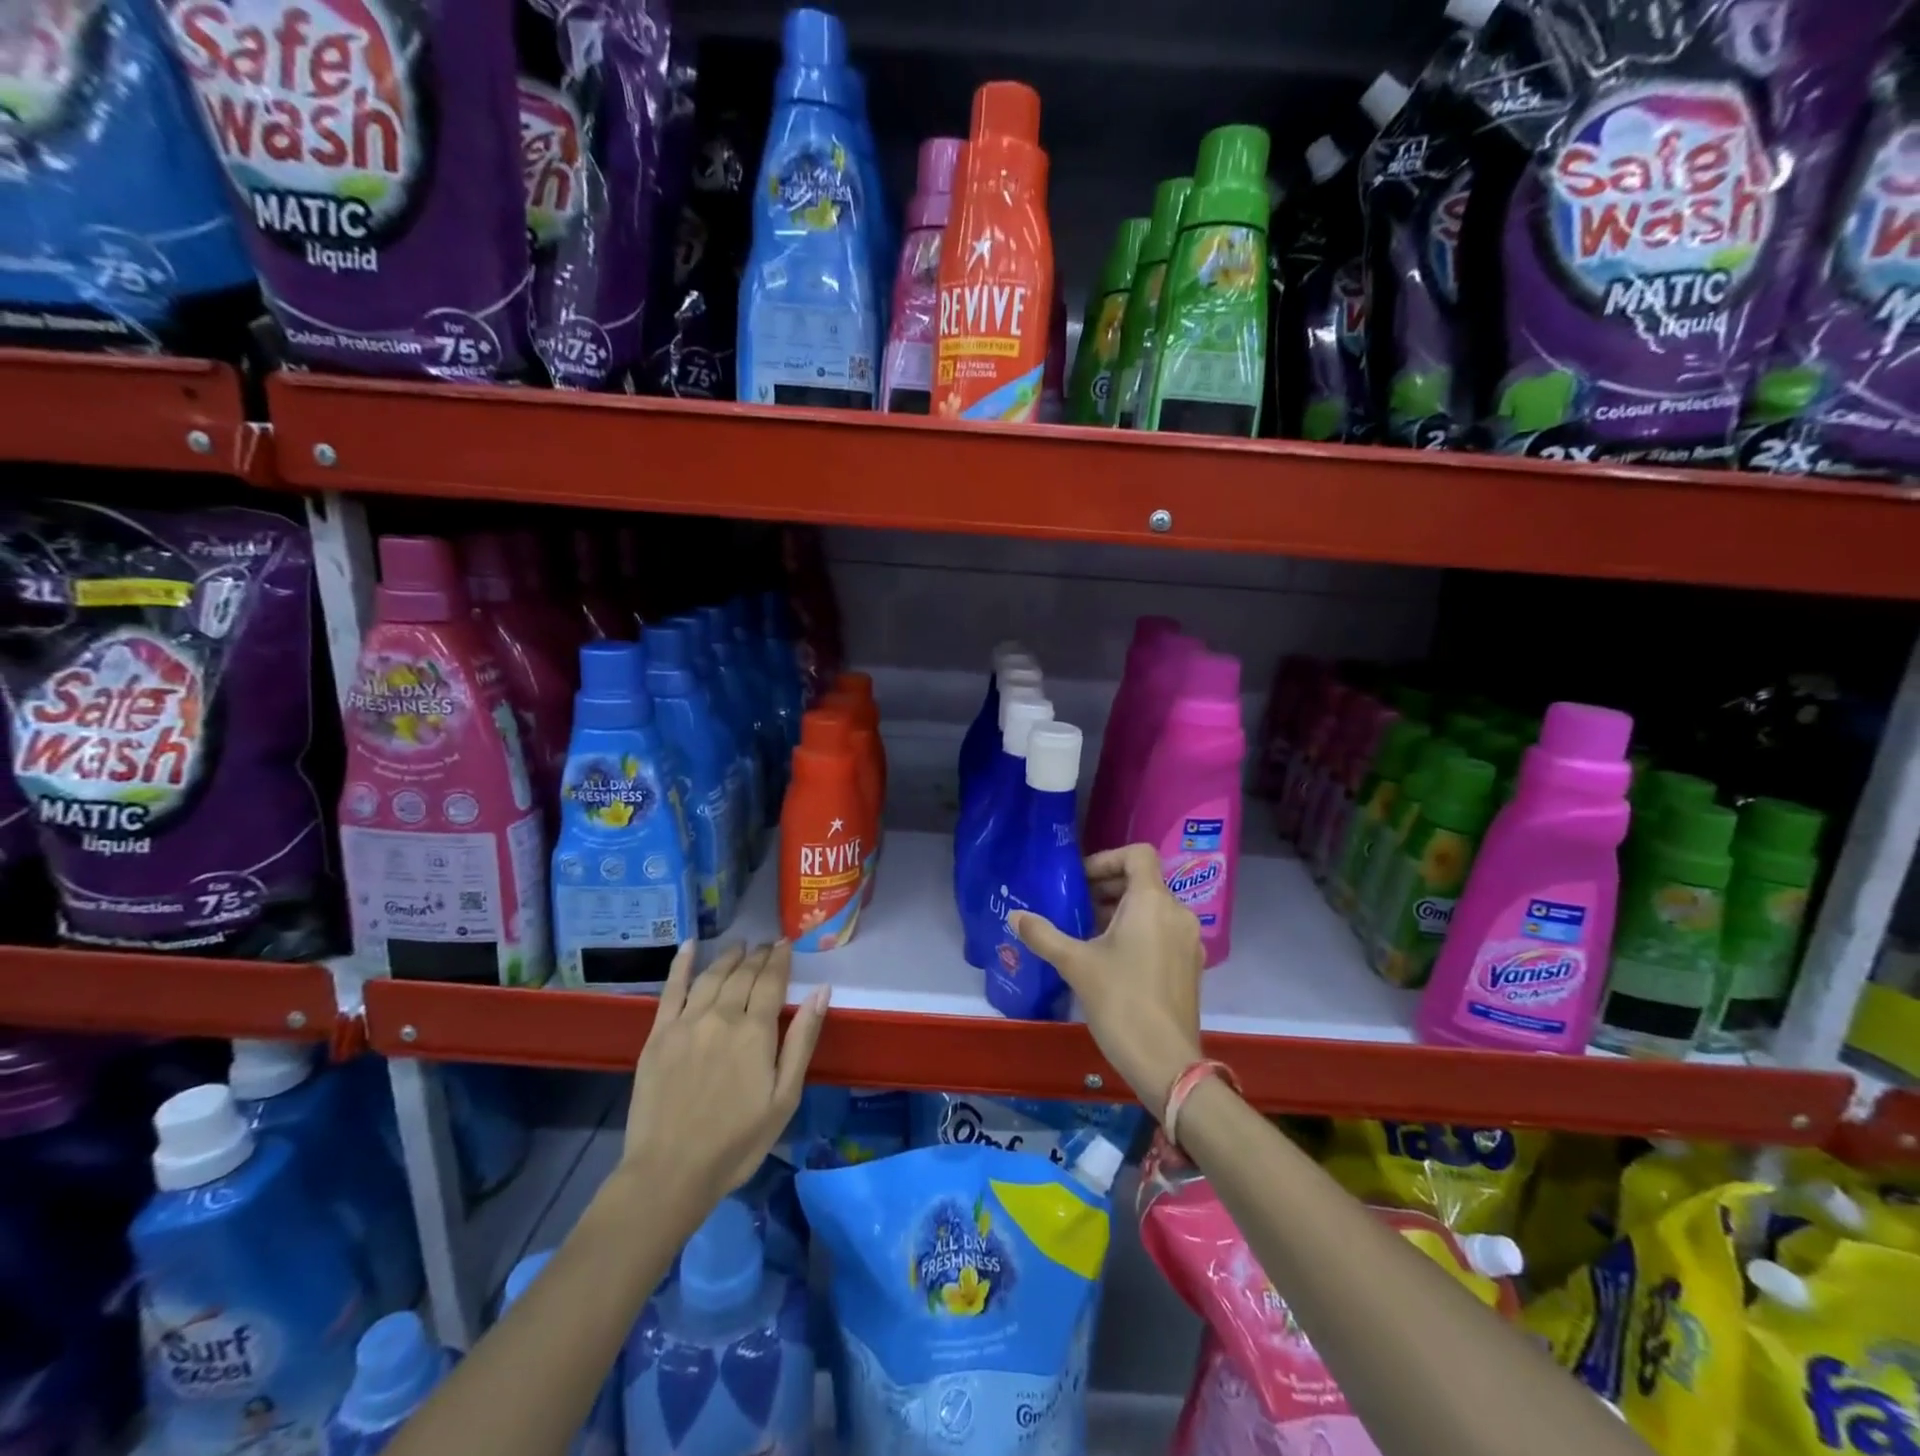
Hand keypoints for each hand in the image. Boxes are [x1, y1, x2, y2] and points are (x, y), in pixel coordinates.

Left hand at [621, 940, 828, 1218]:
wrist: (670, 1172)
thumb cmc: (737, 1141)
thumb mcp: (785, 1097)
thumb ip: (802, 1040)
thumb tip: (822, 991)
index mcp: (755, 1031)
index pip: (772, 981)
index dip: (780, 959)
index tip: (786, 944)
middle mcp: (722, 1016)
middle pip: (743, 974)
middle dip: (758, 955)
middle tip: (767, 944)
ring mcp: (687, 1022)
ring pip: (712, 976)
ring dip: (729, 957)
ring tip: (740, 946)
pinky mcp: (658, 1034)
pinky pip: (671, 989)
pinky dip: (682, 964)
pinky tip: (689, 946)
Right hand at [1009, 843, 1203, 1116]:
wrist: (1165, 1062)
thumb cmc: (1120, 1001)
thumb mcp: (1075, 964)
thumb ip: (1043, 934)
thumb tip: (1014, 916)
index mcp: (1152, 902)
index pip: (1138, 854)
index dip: (1107, 859)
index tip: (1080, 881)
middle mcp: (1177, 913)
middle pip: (1143, 881)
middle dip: (1107, 888)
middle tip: (1075, 908)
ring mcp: (1188, 941)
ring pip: (1152, 908)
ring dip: (1120, 912)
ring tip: (1087, 935)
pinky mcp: (1190, 966)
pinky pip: (1162, 931)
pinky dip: (1138, 932)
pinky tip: (1111, 960)